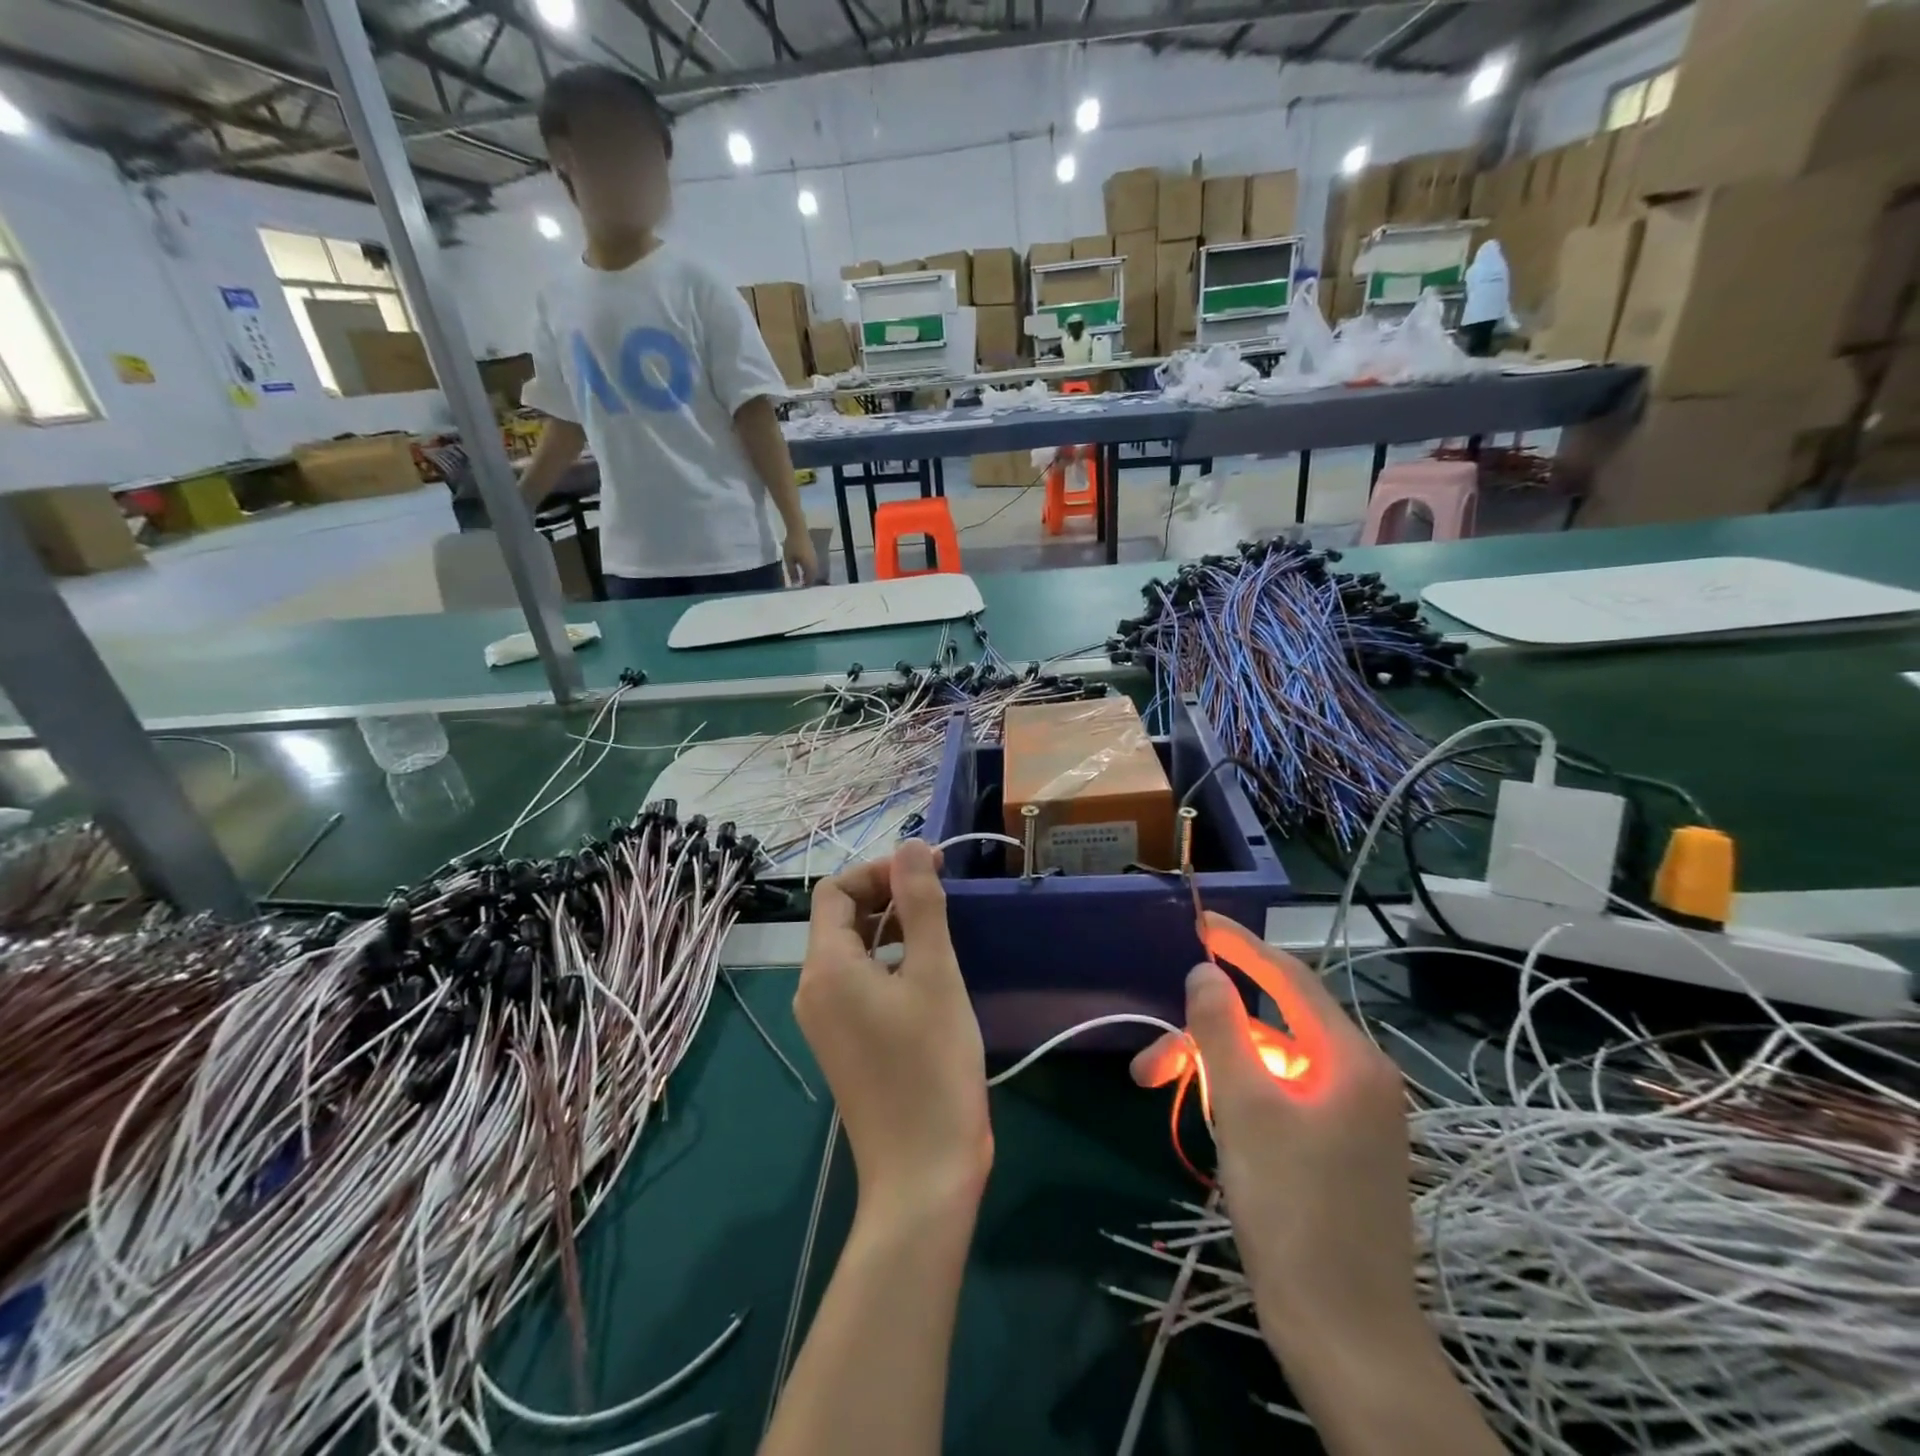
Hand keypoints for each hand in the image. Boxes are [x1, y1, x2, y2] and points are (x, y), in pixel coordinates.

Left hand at [783, 529, 821, 585]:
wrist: (798, 529)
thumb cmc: (792, 545)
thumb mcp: (789, 560)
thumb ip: (792, 572)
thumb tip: (795, 583)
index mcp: (810, 566)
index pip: (809, 580)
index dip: (804, 585)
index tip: (798, 588)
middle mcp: (815, 564)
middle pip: (813, 577)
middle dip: (807, 581)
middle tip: (799, 584)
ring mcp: (815, 558)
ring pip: (814, 571)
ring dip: (808, 575)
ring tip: (800, 577)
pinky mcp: (814, 554)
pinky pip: (813, 566)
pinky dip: (809, 570)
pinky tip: (802, 569)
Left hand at [795, 841, 990, 1221]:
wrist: (923, 1173)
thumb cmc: (931, 1066)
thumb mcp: (933, 973)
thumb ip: (920, 903)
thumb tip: (911, 845)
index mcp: (826, 967)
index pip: (835, 891)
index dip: (879, 871)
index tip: (928, 872)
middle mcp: (813, 989)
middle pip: (840, 918)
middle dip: (886, 895)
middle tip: (939, 893)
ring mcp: (826, 1021)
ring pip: (852, 951)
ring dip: (890, 927)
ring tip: (938, 930)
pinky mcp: (845, 1043)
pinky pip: (859, 982)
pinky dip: (888, 962)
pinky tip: (927, 973)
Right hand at [1131, 913, 1416, 1355]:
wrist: (1347, 1338)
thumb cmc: (1293, 1212)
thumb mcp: (1244, 1109)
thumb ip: (1221, 1028)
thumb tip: (1205, 971)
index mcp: (1349, 1060)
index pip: (1288, 977)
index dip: (1240, 945)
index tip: (1198, 921)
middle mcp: (1358, 1077)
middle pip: (1270, 1027)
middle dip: (1205, 1034)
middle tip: (1149, 1066)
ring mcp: (1351, 1115)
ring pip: (1269, 1063)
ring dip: (1215, 1068)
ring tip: (1163, 1094)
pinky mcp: (1338, 1147)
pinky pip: (1281, 1095)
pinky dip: (1239, 1094)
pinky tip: (1210, 1118)